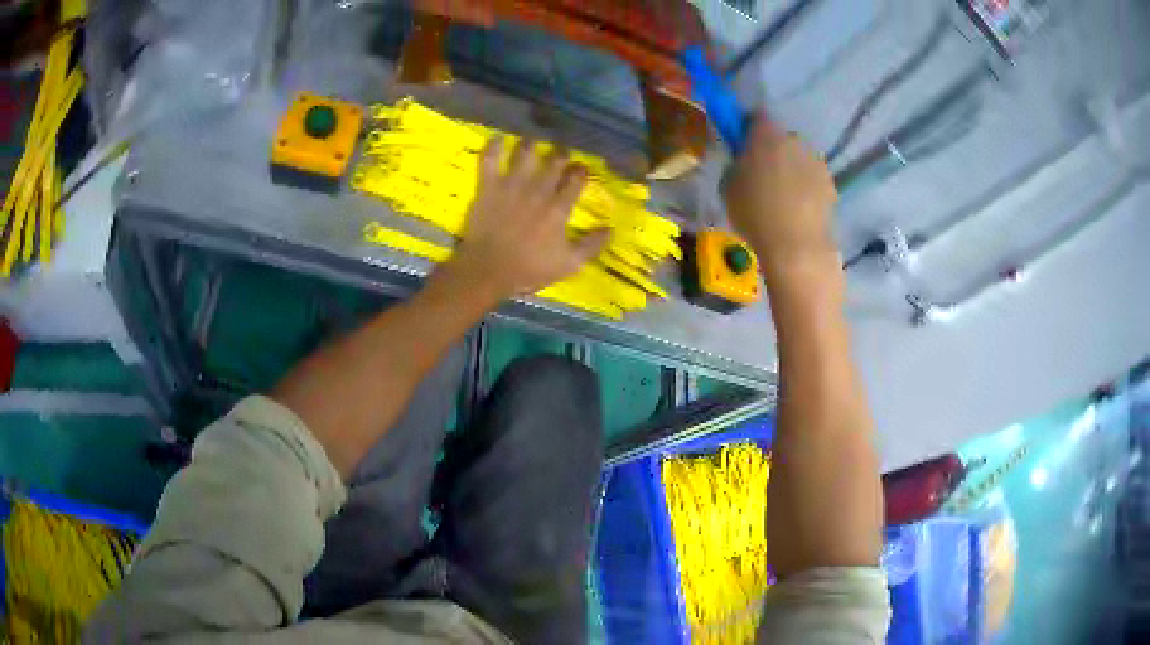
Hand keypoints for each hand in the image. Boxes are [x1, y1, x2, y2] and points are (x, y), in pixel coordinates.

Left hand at [447, 137, 609, 300]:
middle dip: (561, 153)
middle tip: (561, 150)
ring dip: (531, 144)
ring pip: (525, 153)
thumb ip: (591, 245)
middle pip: (554, 161)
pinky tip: (498, 139)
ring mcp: (512, 185)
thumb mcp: (568, 264)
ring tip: (533, 140)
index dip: (580, 171)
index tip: (581, 168)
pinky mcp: (489, 186)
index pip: (576, 179)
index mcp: (559, 207)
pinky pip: (490, 159)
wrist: (488, 270)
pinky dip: (494, 147)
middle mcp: (538, 189)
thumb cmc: (529, 269)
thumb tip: (610, 229)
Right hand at [723, 113, 838, 275]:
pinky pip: (812, 179)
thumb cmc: (755, 213)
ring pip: (798, 158)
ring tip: (780, 197)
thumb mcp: (729, 185)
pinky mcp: (830, 184)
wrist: (796, 246)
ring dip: (790, 169)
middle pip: (780, 138)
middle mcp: (794, 140)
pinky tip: (796, 210)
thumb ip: (737, 164)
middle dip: (771, 150)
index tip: (741, 143)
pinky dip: (805, 188)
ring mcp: (816, 162)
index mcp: (766, 135)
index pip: (756, 116)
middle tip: (760, 175)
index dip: (747, 127)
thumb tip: (744, 161)